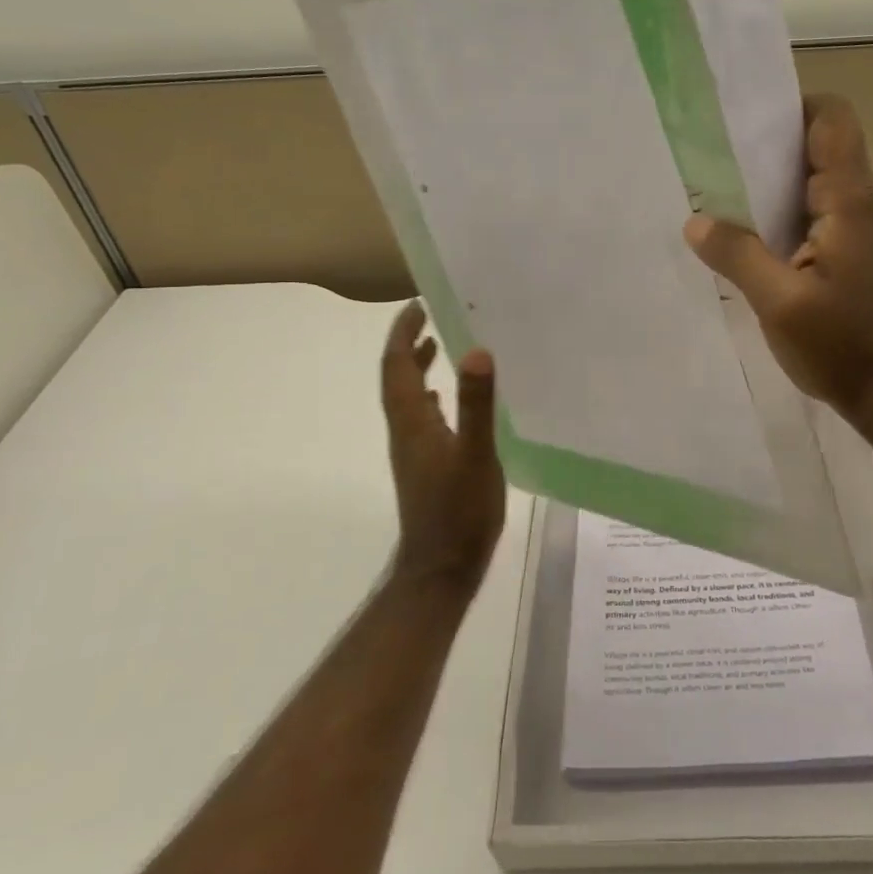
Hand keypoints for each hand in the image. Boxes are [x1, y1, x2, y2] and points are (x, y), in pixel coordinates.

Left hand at [380, 302, 504, 593]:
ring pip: (408, 397)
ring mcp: (414, 449)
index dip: (402, 333)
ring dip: (417, 368)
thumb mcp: (475, 456)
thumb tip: (476, 351)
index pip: (396, 365)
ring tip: (439, 344)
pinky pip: (422, 416)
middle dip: (408, 344)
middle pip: (397, 377)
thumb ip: (476, 405)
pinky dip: (431, 395)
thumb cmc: (459, 512)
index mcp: (412, 421)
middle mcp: (406, 430)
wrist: (441, 569)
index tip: (416, 304)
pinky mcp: (425, 465)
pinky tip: (447, 400)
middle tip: (429, 316)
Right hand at [684, 94, 872, 437]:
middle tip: (711, 160)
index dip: (791, 107)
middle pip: (816, 146)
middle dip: (766, 147)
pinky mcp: (851, 251)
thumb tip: (696, 221)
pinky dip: (778, 214)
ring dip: (769, 185)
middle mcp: (860, 201)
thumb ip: (737, 255)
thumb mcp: (779, 302)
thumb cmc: (843, 345)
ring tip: (717, 195)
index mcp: (850, 199)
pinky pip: (812, 213)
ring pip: (811, 182)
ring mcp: (858, 227)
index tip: (742, 123)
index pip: (832, 119)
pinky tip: (743, 236)